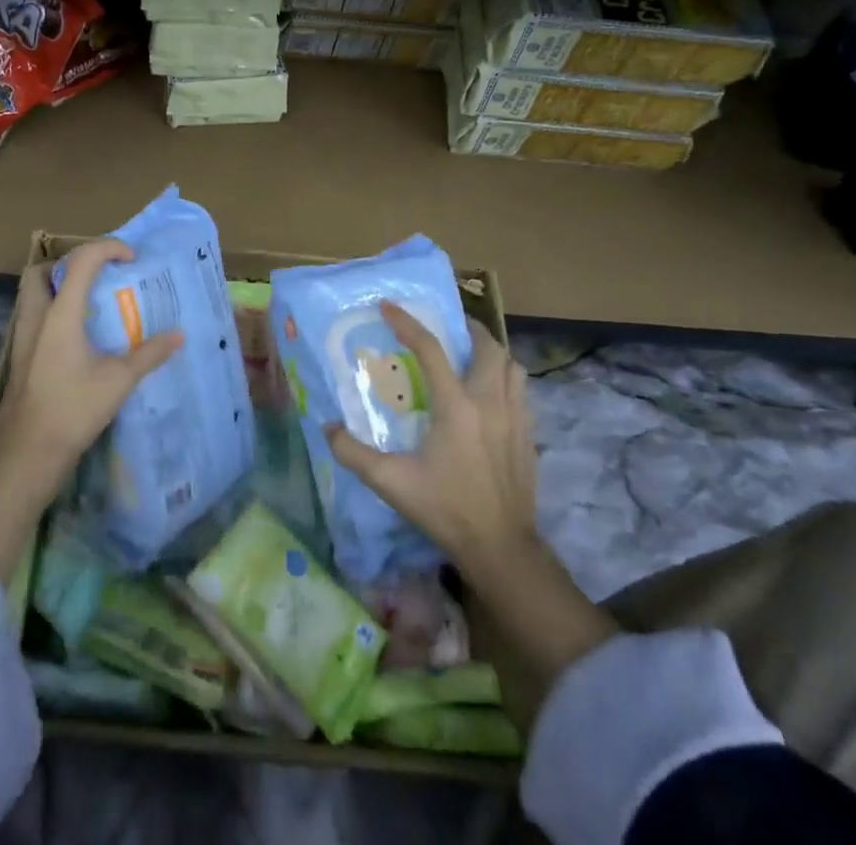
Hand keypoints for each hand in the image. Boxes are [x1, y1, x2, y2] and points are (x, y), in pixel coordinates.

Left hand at [0, 239, 183, 495]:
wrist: (27, 454)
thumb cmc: (73, 410)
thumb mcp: (119, 380)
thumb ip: (149, 353)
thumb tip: (179, 335)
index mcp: (60, 313)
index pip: (81, 261)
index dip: (108, 248)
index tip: (131, 258)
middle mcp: (36, 317)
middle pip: (41, 271)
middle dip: (68, 264)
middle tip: (97, 276)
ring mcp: (23, 338)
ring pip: (33, 295)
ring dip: (58, 288)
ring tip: (90, 304)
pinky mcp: (20, 359)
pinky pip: (34, 319)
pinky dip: (54, 314)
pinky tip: (78, 338)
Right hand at [327, 303, 616, 725]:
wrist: (502, 548)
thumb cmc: (446, 509)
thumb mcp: (392, 483)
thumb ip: (354, 453)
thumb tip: (326, 427)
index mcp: (456, 407)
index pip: (430, 349)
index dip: (407, 323)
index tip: (388, 306)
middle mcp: (490, 402)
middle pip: (487, 347)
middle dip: (467, 330)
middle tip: (447, 329)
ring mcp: (516, 418)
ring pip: (512, 366)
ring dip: (492, 353)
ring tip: (471, 356)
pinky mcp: (529, 436)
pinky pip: (522, 391)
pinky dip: (506, 379)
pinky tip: (491, 395)